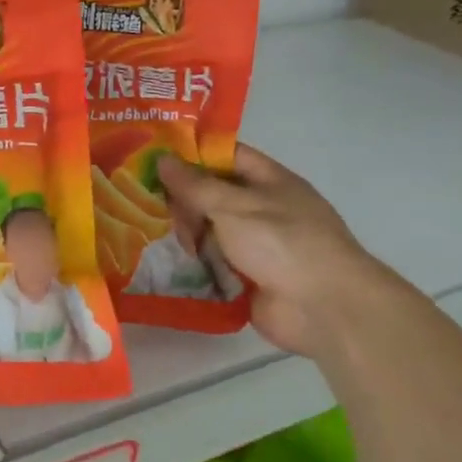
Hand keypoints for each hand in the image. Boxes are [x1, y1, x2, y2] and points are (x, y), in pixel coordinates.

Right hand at [157, 145, 387, 359]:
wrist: (323, 308)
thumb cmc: (282, 243)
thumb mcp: (233, 206)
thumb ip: (195, 185)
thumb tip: (162, 159)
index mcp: (270, 182)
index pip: (227, 155)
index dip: (192, 153)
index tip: (153, 155)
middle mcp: (263, 210)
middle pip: (214, 195)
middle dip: (180, 198)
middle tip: (139, 199)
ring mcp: (256, 246)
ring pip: (210, 231)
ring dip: (183, 232)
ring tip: (140, 229)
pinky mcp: (247, 279)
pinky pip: (212, 264)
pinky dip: (191, 263)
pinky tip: (157, 259)